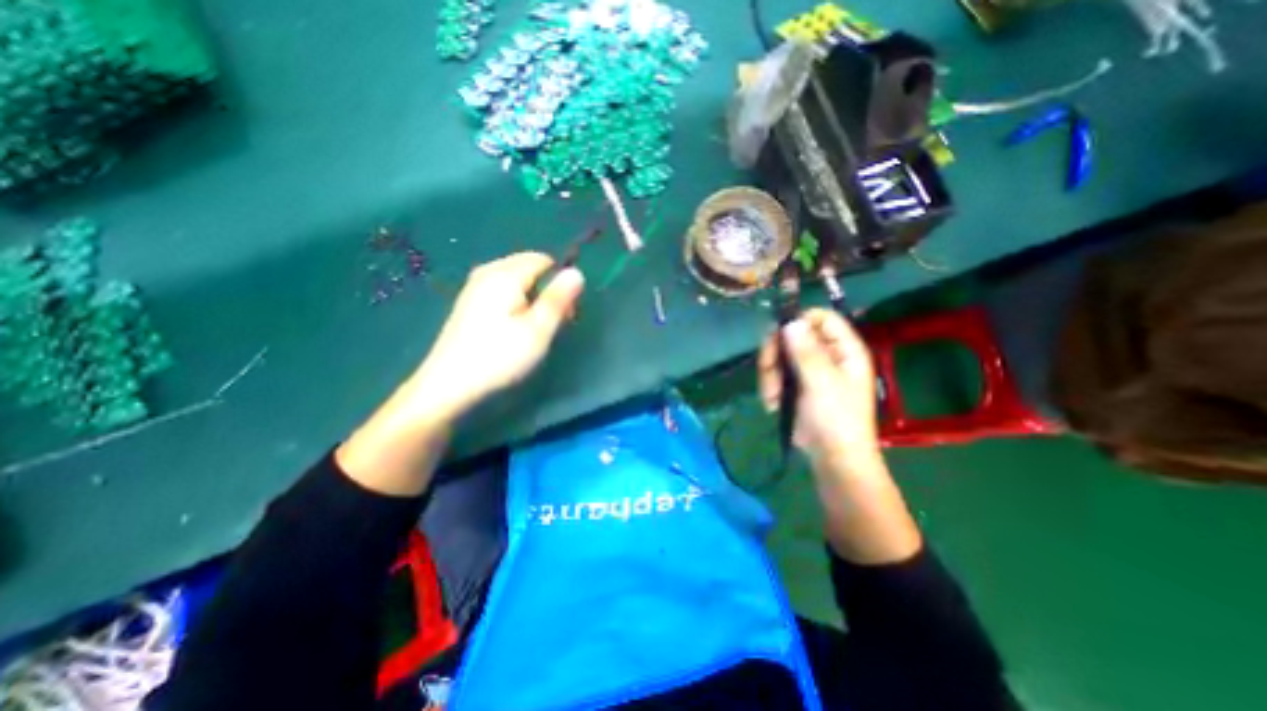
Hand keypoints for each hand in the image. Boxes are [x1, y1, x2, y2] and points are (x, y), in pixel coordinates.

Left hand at [413, 252, 586, 424]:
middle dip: (547, 289)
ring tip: (535, 327)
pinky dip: (516, 303)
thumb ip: (558, 298)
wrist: (449, 386)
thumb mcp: (538, 330)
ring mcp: (474, 287)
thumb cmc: (500, 357)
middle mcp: (487, 272)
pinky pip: (502, 290)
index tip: (565, 312)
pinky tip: (513, 328)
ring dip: (533, 298)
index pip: (544, 260)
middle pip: (529, 267)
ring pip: (516, 280)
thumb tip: (576, 271)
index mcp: (505, 274)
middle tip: (553, 322)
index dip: (560, 282)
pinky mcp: (469, 303)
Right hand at [762, 309, 884, 468]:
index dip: (799, 321)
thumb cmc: (836, 420)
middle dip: (776, 353)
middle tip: (768, 370)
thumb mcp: (821, 383)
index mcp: (844, 350)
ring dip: (770, 374)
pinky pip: (776, 373)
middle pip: (793, 335)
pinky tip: (772, 403)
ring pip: (780, 354)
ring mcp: (810, 370)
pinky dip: (770, 386)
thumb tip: (790, 322)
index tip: (778, 335)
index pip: (821, 318)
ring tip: (771, 397)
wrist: (832, 459)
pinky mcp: (796, 384)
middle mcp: (827, 355)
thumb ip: (806, 352)